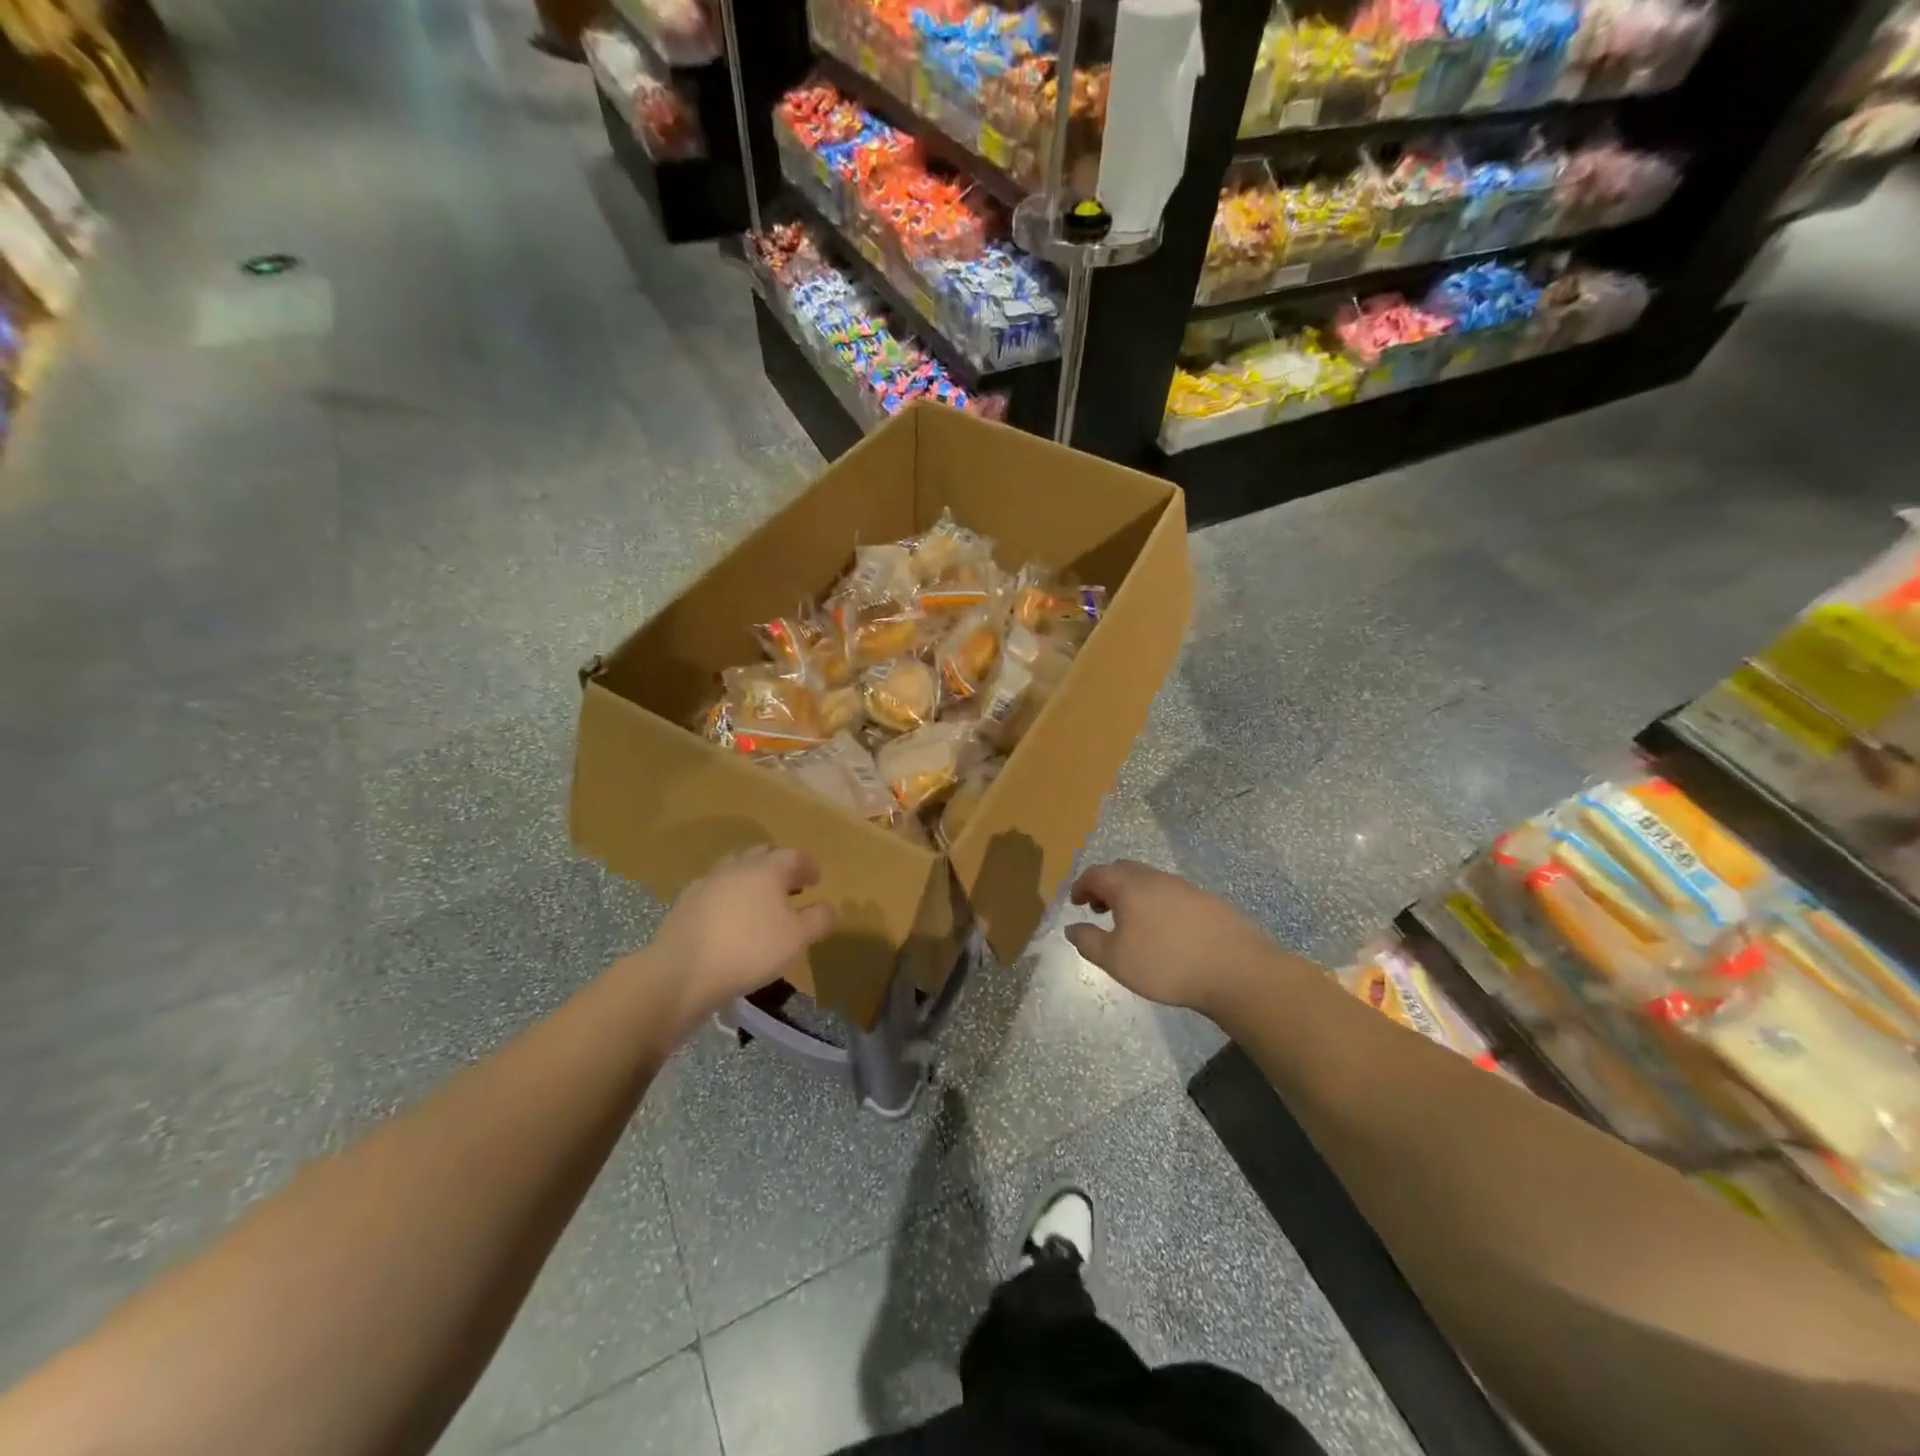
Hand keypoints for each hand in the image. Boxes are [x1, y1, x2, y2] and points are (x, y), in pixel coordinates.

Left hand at [640, 847, 835, 1041]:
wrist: (682, 972)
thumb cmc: (749, 951)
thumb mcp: (796, 939)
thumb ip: (818, 919)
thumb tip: (828, 906)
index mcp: (768, 868)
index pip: (795, 855)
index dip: (809, 866)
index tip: (816, 880)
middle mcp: (738, 866)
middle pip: (764, 855)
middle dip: (780, 867)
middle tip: (791, 887)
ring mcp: (708, 881)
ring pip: (737, 869)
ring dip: (752, 878)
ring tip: (760, 901)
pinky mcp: (687, 901)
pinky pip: (715, 889)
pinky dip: (729, 895)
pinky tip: (729, 917)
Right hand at [1065, 860, 1277, 1019]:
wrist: (1235, 970)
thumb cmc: (1165, 963)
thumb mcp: (1115, 959)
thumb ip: (1088, 941)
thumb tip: (1071, 927)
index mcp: (1129, 886)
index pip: (1096, 873)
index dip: (1081, 885)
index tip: (1075, 902)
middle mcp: (1155, 878)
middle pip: (1123, 871)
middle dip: (1106, 886)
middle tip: (1100, 910)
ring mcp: (1184, 887)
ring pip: (1149, 882)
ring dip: (1132, 895)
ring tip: (1130, 924)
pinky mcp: (1207, 901)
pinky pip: (1172, 894)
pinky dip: (1157, 905)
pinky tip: (1164, 932)